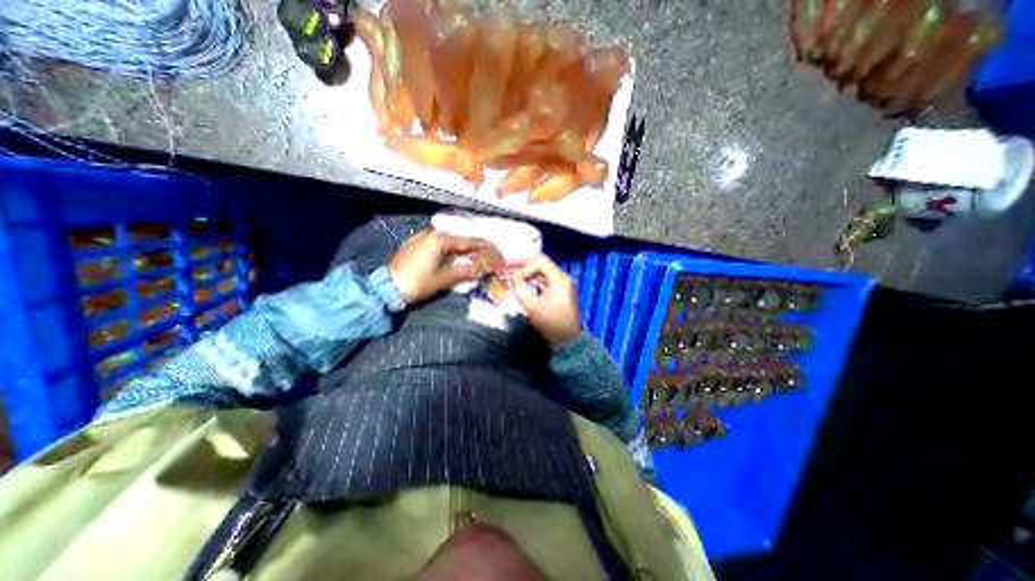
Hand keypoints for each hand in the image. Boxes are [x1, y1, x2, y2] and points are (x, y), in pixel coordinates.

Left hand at [389, 230, 496, 306]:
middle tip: (485, 252)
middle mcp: (430, 234)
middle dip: (471, 246)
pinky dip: (447, 249)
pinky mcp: (413, 244)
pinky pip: (436, 243)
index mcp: (439, 240)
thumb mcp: (444, 279)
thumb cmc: (417, 283)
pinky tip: (452, 255)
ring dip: (459, 248)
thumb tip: (483, 268)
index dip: (482, 246)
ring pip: (447, 241)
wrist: (386, 288)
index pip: (467, 242)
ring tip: (471, 254)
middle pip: (457, 239)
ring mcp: (420, 238)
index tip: (494, 248)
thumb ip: (465, 271)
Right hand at [510, 251, 580, 344]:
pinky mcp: (558, 294)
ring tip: (513, 275)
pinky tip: (522, 285)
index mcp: (559, 279)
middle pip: (541, 264)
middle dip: (524, 265)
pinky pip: (544, 282)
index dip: (525, 267)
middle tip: (508, 264)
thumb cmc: (552, 323)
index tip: (514, 278)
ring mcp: (561, 286)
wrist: (568, 340)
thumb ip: (521, 291)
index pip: (540, 262)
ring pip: (542, 273)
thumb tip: (514, 281)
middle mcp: (562, 279)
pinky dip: (532, 282)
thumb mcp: (533, 307)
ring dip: (527, 274)